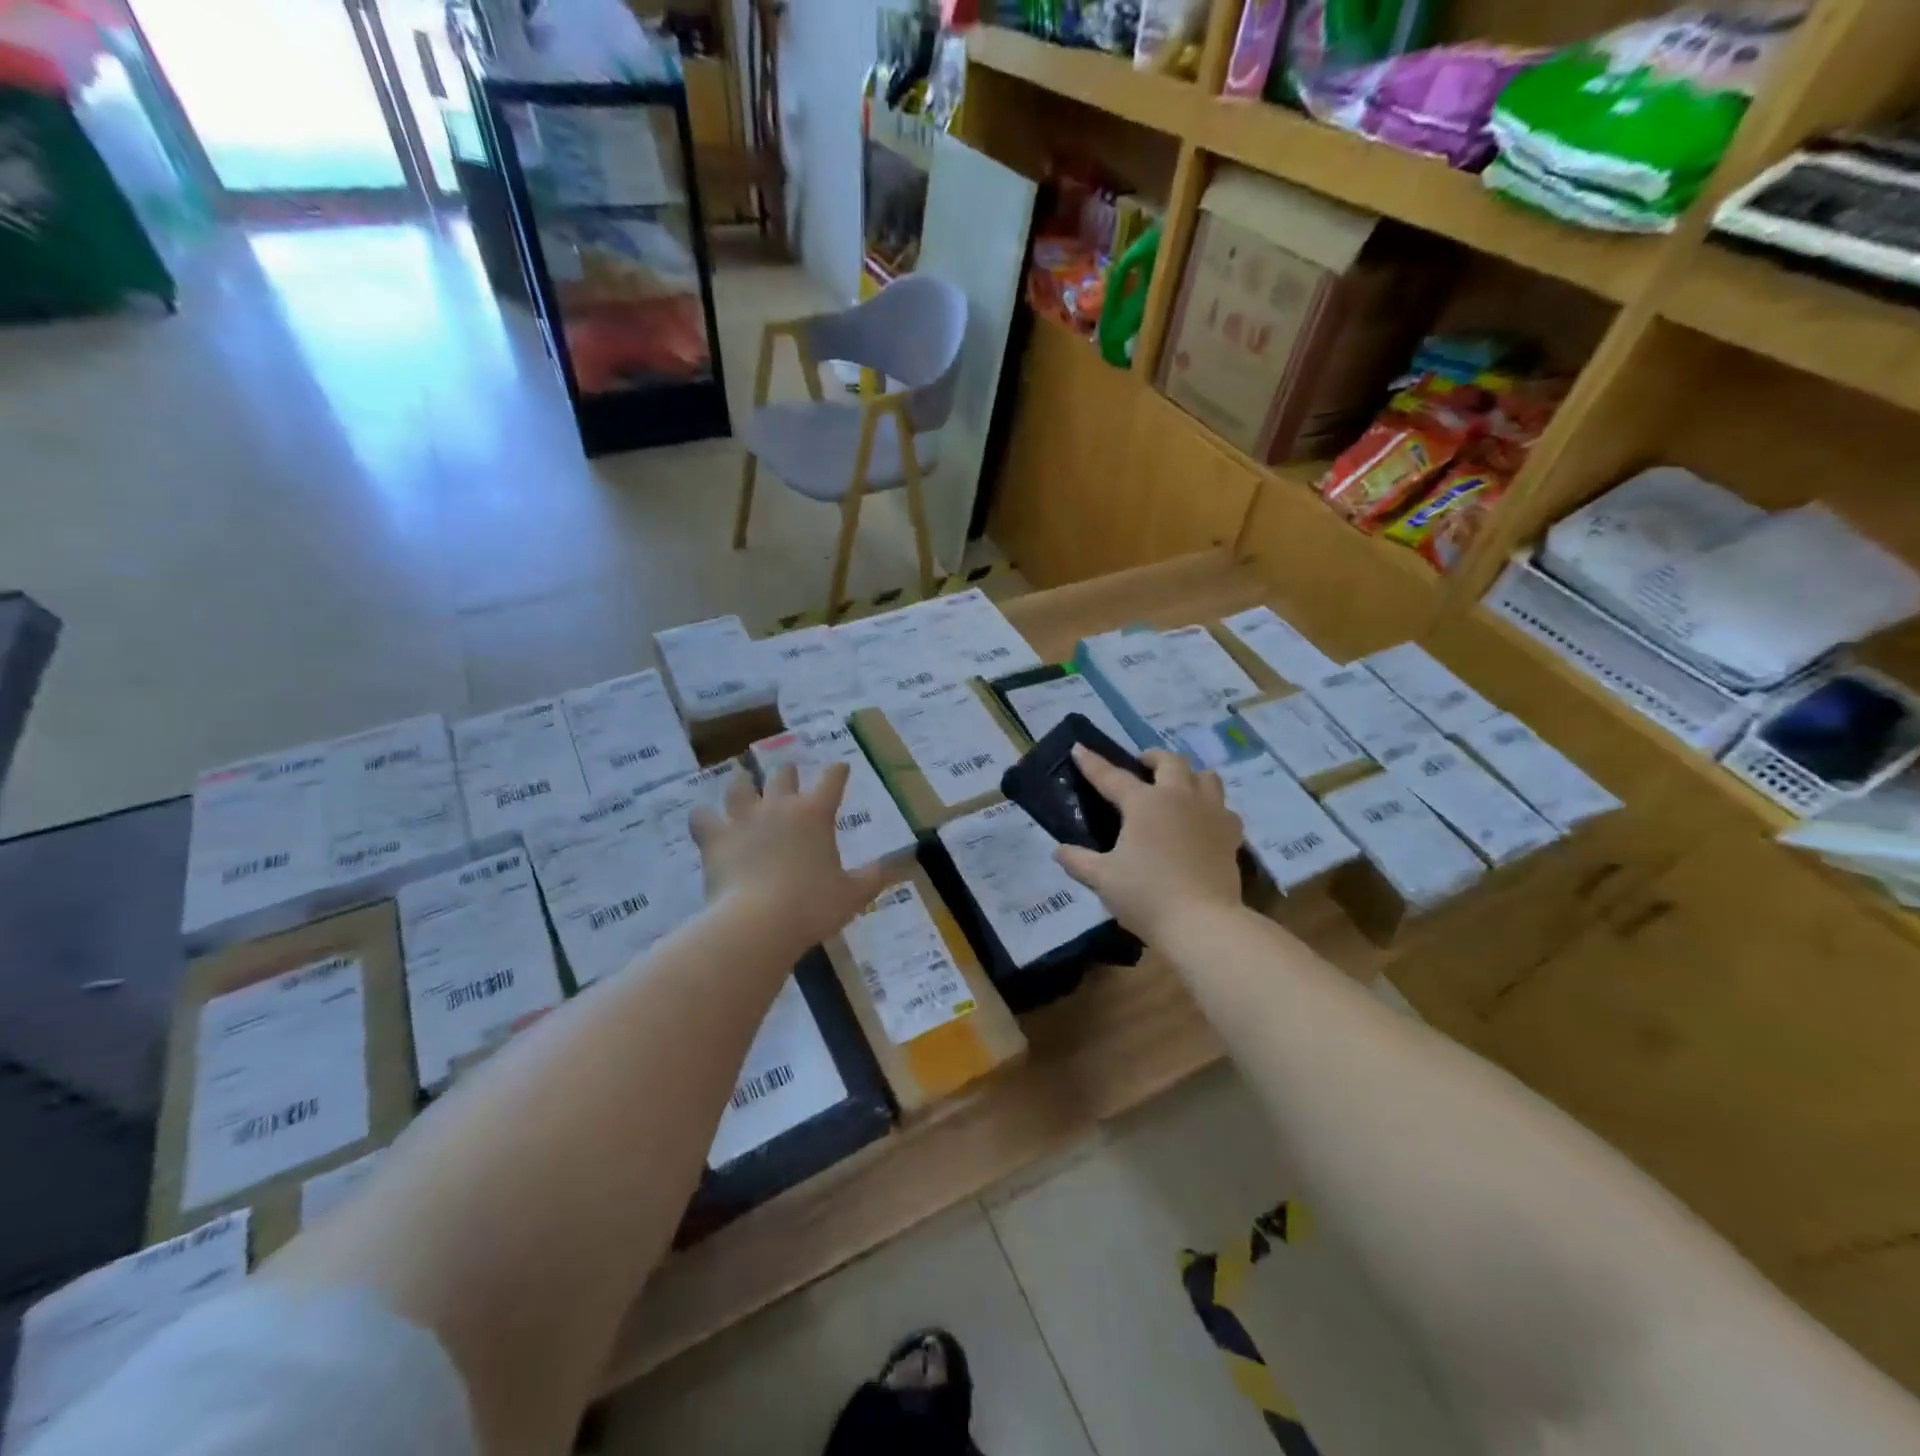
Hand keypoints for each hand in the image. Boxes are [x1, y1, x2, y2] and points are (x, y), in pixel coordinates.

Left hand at [689, 763, 894, 945]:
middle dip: (787, 772)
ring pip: (739, 786)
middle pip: (783, 775)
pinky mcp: (714, 838)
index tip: (841, 767)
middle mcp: (779, 806)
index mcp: (815, 814)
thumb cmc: (812, 906)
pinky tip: (705, 819)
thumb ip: (872, 877)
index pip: (832, 780)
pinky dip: (704, 816)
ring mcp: (743, 819)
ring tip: (742, 782)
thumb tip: (893, 866)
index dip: (838, 771)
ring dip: (742, 783)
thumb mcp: (852, 895)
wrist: (758, 922)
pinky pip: (702, 817)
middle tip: (788, 773)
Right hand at [1054, 746, 1243, 944]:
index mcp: (1144, 803)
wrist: (1202, 921)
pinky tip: (1204, 822)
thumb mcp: (1103, 879)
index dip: (1092, 763)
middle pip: (1170, 762)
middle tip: (1142, 766)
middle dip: (1153, 758)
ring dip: (1189, 776)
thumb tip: (1059, 850)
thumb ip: (1079, 861)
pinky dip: (1212, 808)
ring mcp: (1210, 814)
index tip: (1079, 748)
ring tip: (1178, 787)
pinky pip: (1225, 809)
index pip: (1111, 776)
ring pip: (1206, 777)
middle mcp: (1179, 797)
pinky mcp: (1231, 835)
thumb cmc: (1146, 894)